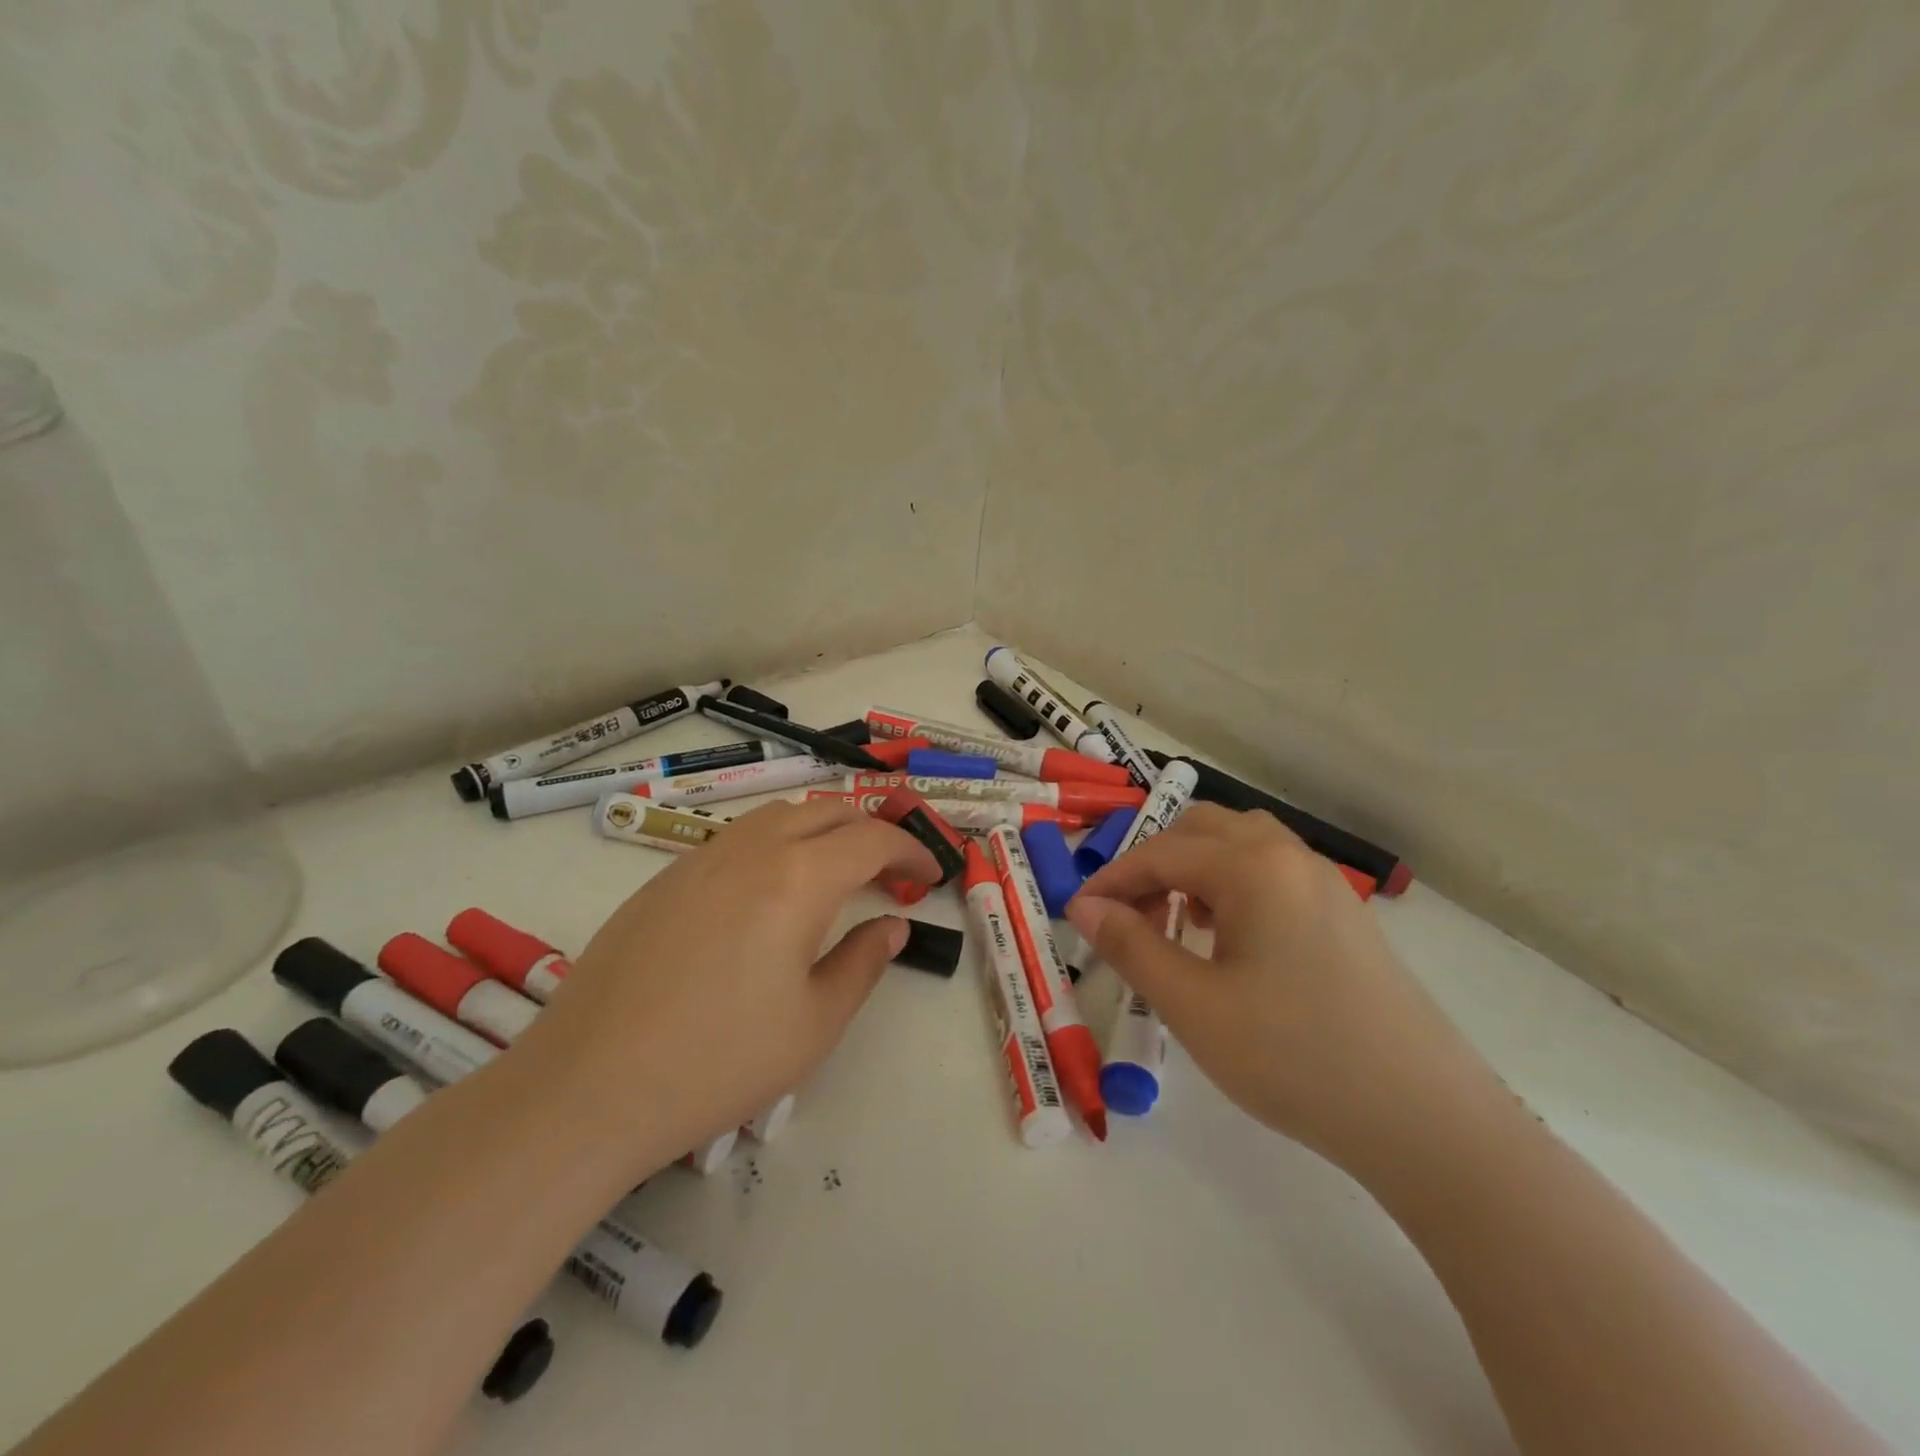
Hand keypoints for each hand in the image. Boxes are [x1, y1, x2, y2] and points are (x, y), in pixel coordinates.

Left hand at [511, 798, 937, 1176]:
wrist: (588, 1087)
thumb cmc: (719, 1061)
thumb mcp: (815, 1023)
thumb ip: (863, 962)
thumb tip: (892, 926)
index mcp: (798, 878)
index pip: (872, 839)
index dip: (910, 850)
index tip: (930, 874)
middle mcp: (751, 849)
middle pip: (826, 810)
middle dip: (870, 829)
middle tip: (890, 870)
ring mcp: (700, 858)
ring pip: (778, 815)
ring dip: (820, 829)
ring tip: (836, 872)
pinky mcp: (664, 879)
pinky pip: (736, 838)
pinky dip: (775, 844)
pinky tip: (769, 895)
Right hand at [1067, 805, 1499, 1176]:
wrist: (1424, 1120)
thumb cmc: (1293, 1056)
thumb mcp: (1193, 1005)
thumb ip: (1131, 946)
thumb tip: (1085, 907)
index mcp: (1252, 866)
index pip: (1161, 852)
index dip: (1112, 879)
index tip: (1076, 913)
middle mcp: (1290, 857)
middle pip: (1202, 830)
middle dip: (1154, 864)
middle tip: (1128, 917)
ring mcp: (1325, 884)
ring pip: (1240, 847)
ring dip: (1194, 871)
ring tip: (1175, 925)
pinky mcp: (1345, 916)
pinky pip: (1272, 875)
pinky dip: (1232, 888)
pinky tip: (1227, 942)